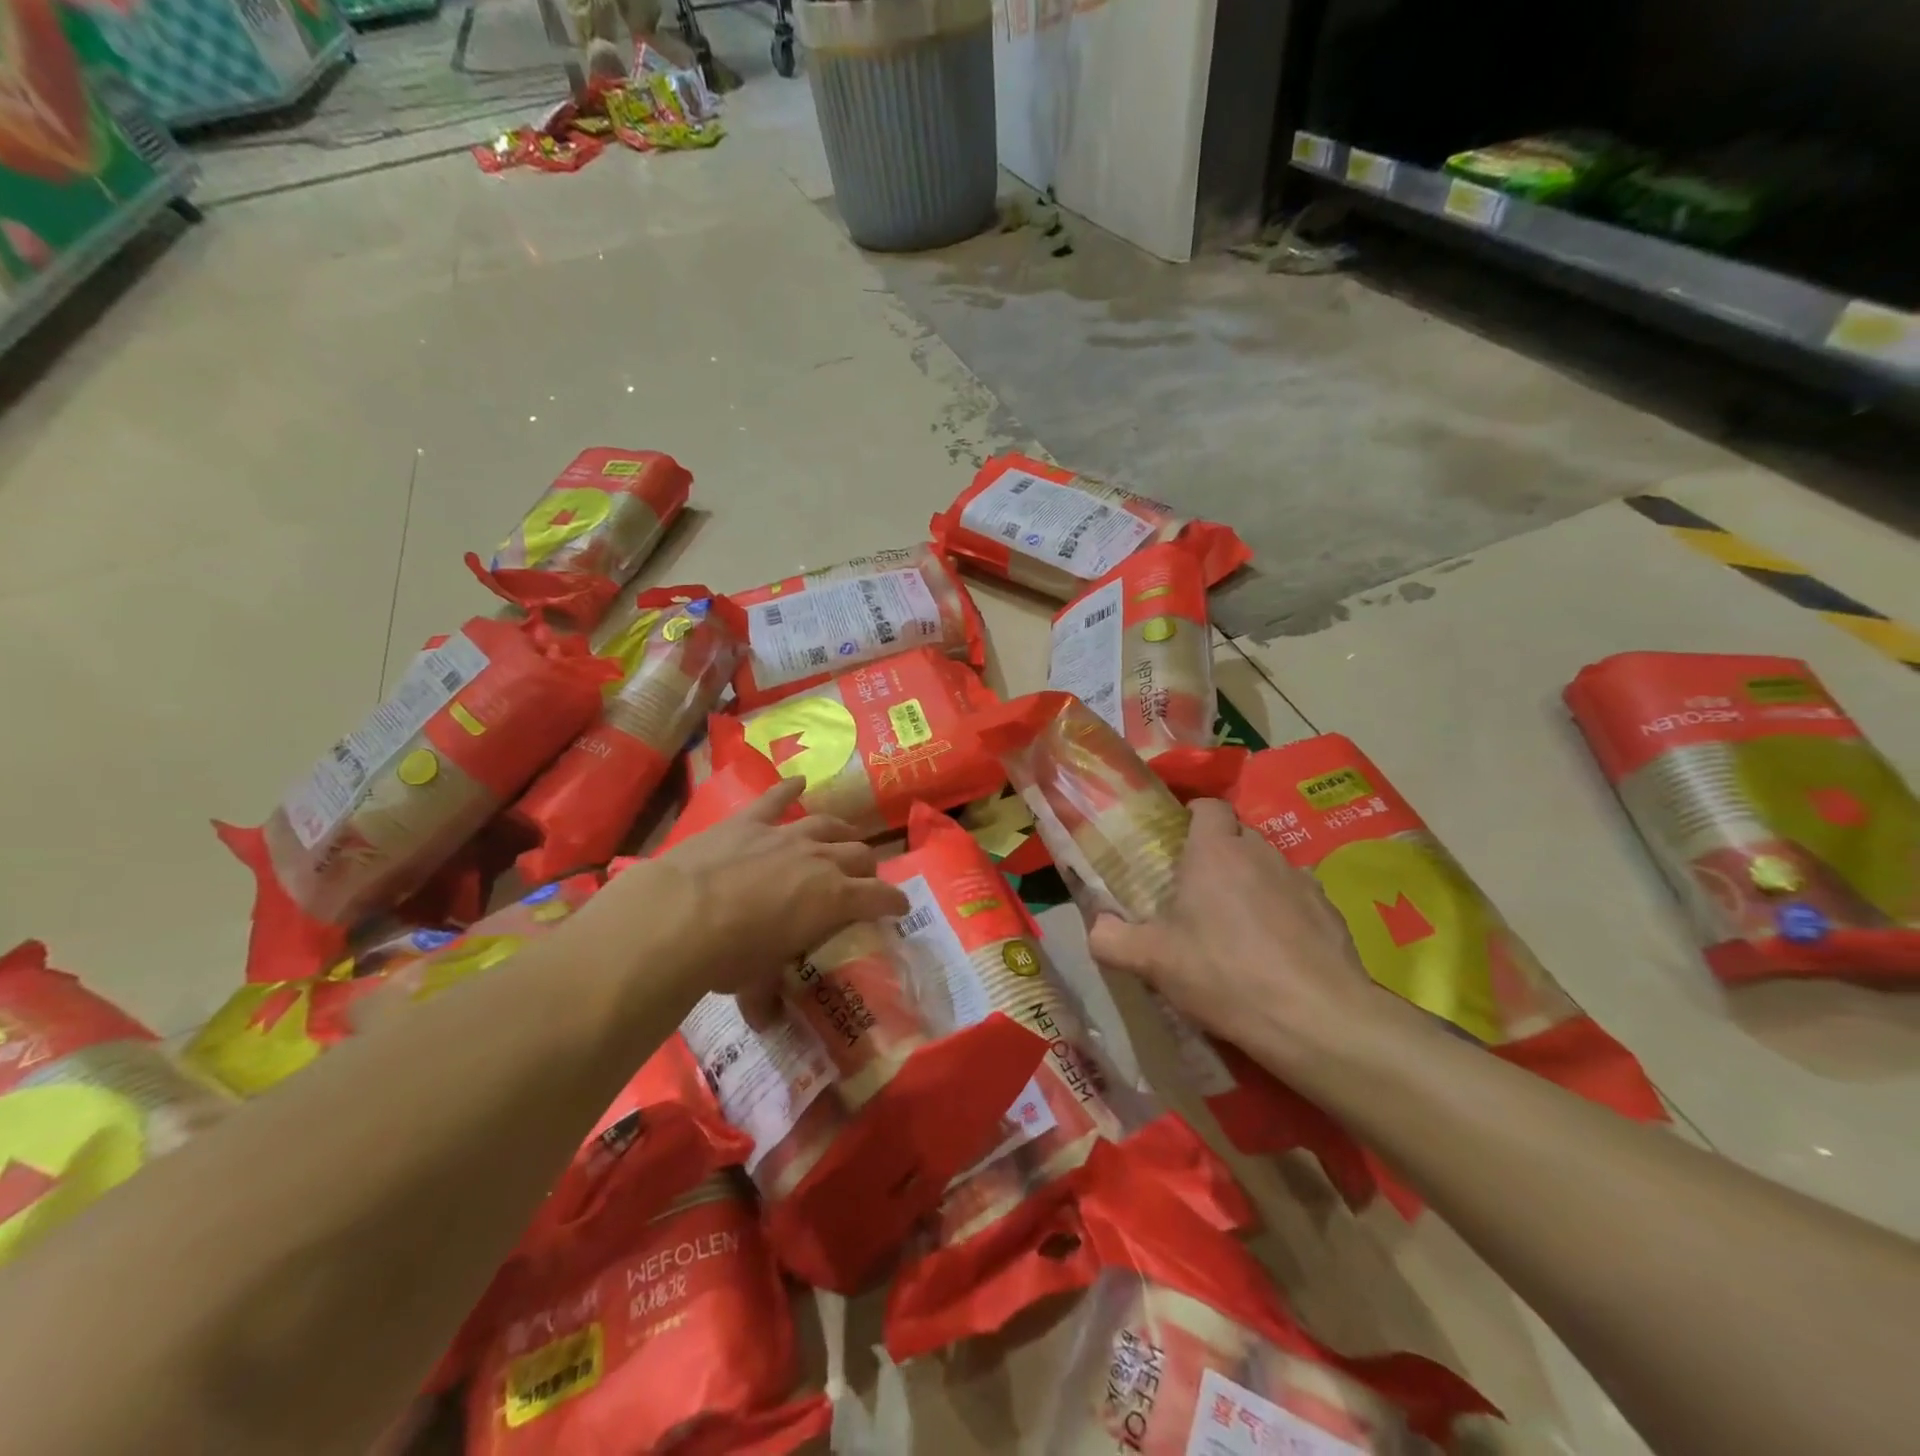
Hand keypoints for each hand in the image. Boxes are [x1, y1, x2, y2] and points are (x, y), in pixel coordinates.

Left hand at [603, 779, 907, 998]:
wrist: (680, 915)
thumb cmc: (729, 956)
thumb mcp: (755, 983)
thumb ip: (768, 998)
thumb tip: (767, 1023)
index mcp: (833, 899)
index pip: (879, 897)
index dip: (894, 902)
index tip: (901, 907)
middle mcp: (820, 859)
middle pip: (860, 854)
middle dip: (869, 867)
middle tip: (865, 878)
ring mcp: (784, 835)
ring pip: (827, 825)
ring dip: (841, 831)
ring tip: (845, 836)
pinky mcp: (749, 822)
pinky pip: (775, 799)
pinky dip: (788, 789)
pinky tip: (797, 780)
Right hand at [1087, 799, 1385, 1078]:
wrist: (1315, 1017)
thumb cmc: (1224, 974)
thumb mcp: (1152, 961)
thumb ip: (1111, 939)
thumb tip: (1096, 927)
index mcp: (1215, 851)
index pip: (1208, 806)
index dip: (1192, 817)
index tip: (1176, 845)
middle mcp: (1261, 853)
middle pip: (1238, 835)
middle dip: (1219, 853)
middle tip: (1198, 891)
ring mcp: (1302, 880)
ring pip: (1269, 866)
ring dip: (1252, 883)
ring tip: (1238, 925)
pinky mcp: (1331, 912)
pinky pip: (1298, 898)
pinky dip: (1284, 913)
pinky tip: (1276, 951)